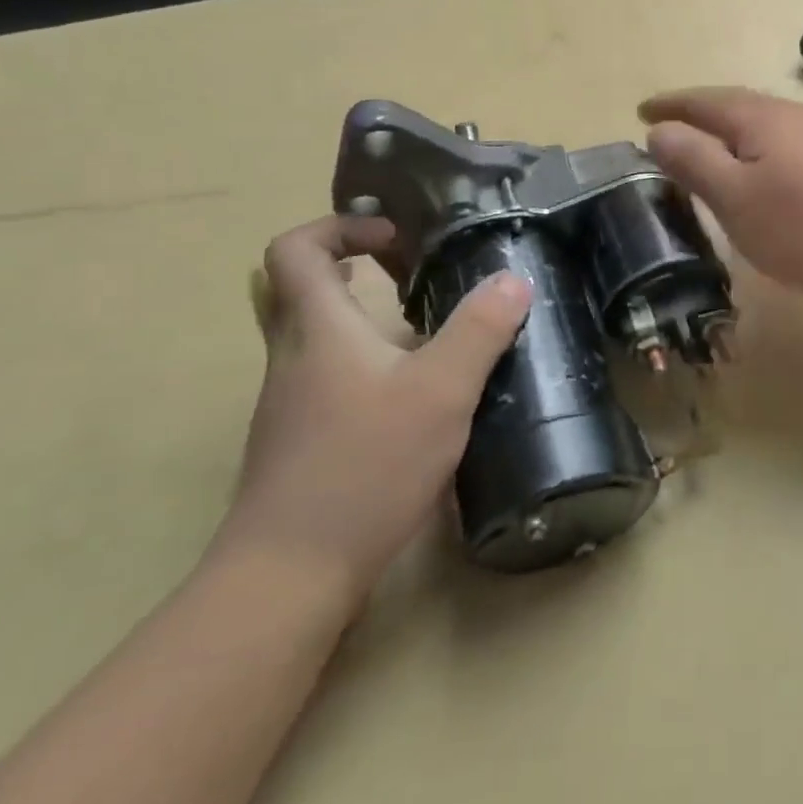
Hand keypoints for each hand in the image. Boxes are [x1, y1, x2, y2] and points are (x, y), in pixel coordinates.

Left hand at [216, 215, 530, 604]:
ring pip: (318, 337)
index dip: (340, 227)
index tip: (395, 239)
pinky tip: (416, 396)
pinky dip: (367, 364)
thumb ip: (480, 330)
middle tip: (411, 272)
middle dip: (355, 268)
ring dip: (365, 319)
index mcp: (318, 329)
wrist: (290, 575)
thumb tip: (512, 280)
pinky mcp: (300, 441)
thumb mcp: (442, 391)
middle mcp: (294, 357)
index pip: (296, 249)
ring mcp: (291, 403)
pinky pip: (329, 378)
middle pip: (302, 289)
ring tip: (430, 332)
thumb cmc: (366, 466)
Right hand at [639, 87, 802, 296]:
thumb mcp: (736, 199)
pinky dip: (766, 152)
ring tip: (718, 150)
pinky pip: (793, 145)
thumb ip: (694, 162)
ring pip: (769, 125)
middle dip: (703, 115)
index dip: (670, 106)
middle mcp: (795, 115)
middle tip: (675, 128)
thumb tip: (659, 130)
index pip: (703, 102)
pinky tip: (774, 173)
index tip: (642, 112)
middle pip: (738, 106)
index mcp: (759, 119)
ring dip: (736, 134)